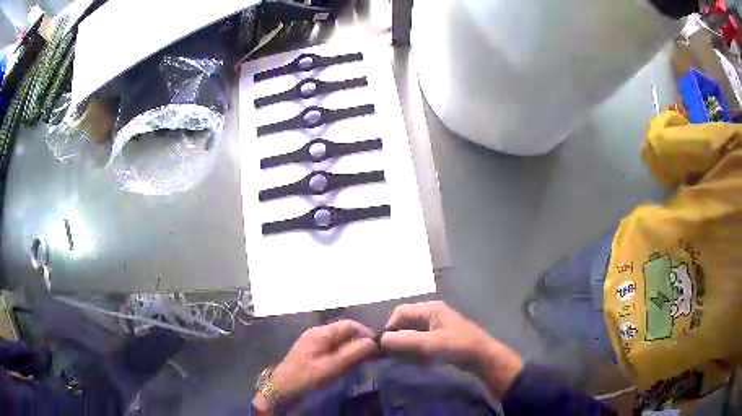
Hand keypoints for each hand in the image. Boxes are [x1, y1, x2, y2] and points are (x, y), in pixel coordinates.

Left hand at [253, 320, 376, 411]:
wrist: (282, 388)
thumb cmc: (306, 377)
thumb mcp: (330, 367)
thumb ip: (351, 354)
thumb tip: (373, 342)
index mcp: (321, 333)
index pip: (349, 324)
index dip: (365, 333)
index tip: (378, 346)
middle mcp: (318, 333)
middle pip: (345, 331)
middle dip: (360, 341)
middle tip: (373, 356)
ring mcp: (314, 342)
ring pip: (340, 340)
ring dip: (353, 349)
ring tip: (362, 362)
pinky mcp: (312, 351)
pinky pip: (333, 347)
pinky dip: (344, 354)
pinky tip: (347, 366)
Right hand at [380, 301, 523, 396]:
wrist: (482, 358)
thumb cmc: (457, 346)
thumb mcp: (430, 343)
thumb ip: (404, 340)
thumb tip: (381, 339)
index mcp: (430, 309)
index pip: (400, 312)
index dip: (390, 327)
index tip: (385, 346)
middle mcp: (431, 315)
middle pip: (405, 324)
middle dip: (397, 340)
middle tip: (392, 356)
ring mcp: (435, 327)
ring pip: (411, 335)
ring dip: (406, 348)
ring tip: (408, 361)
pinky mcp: (439, 339)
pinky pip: (420, 344)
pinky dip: (415, 352)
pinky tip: (419, 363)